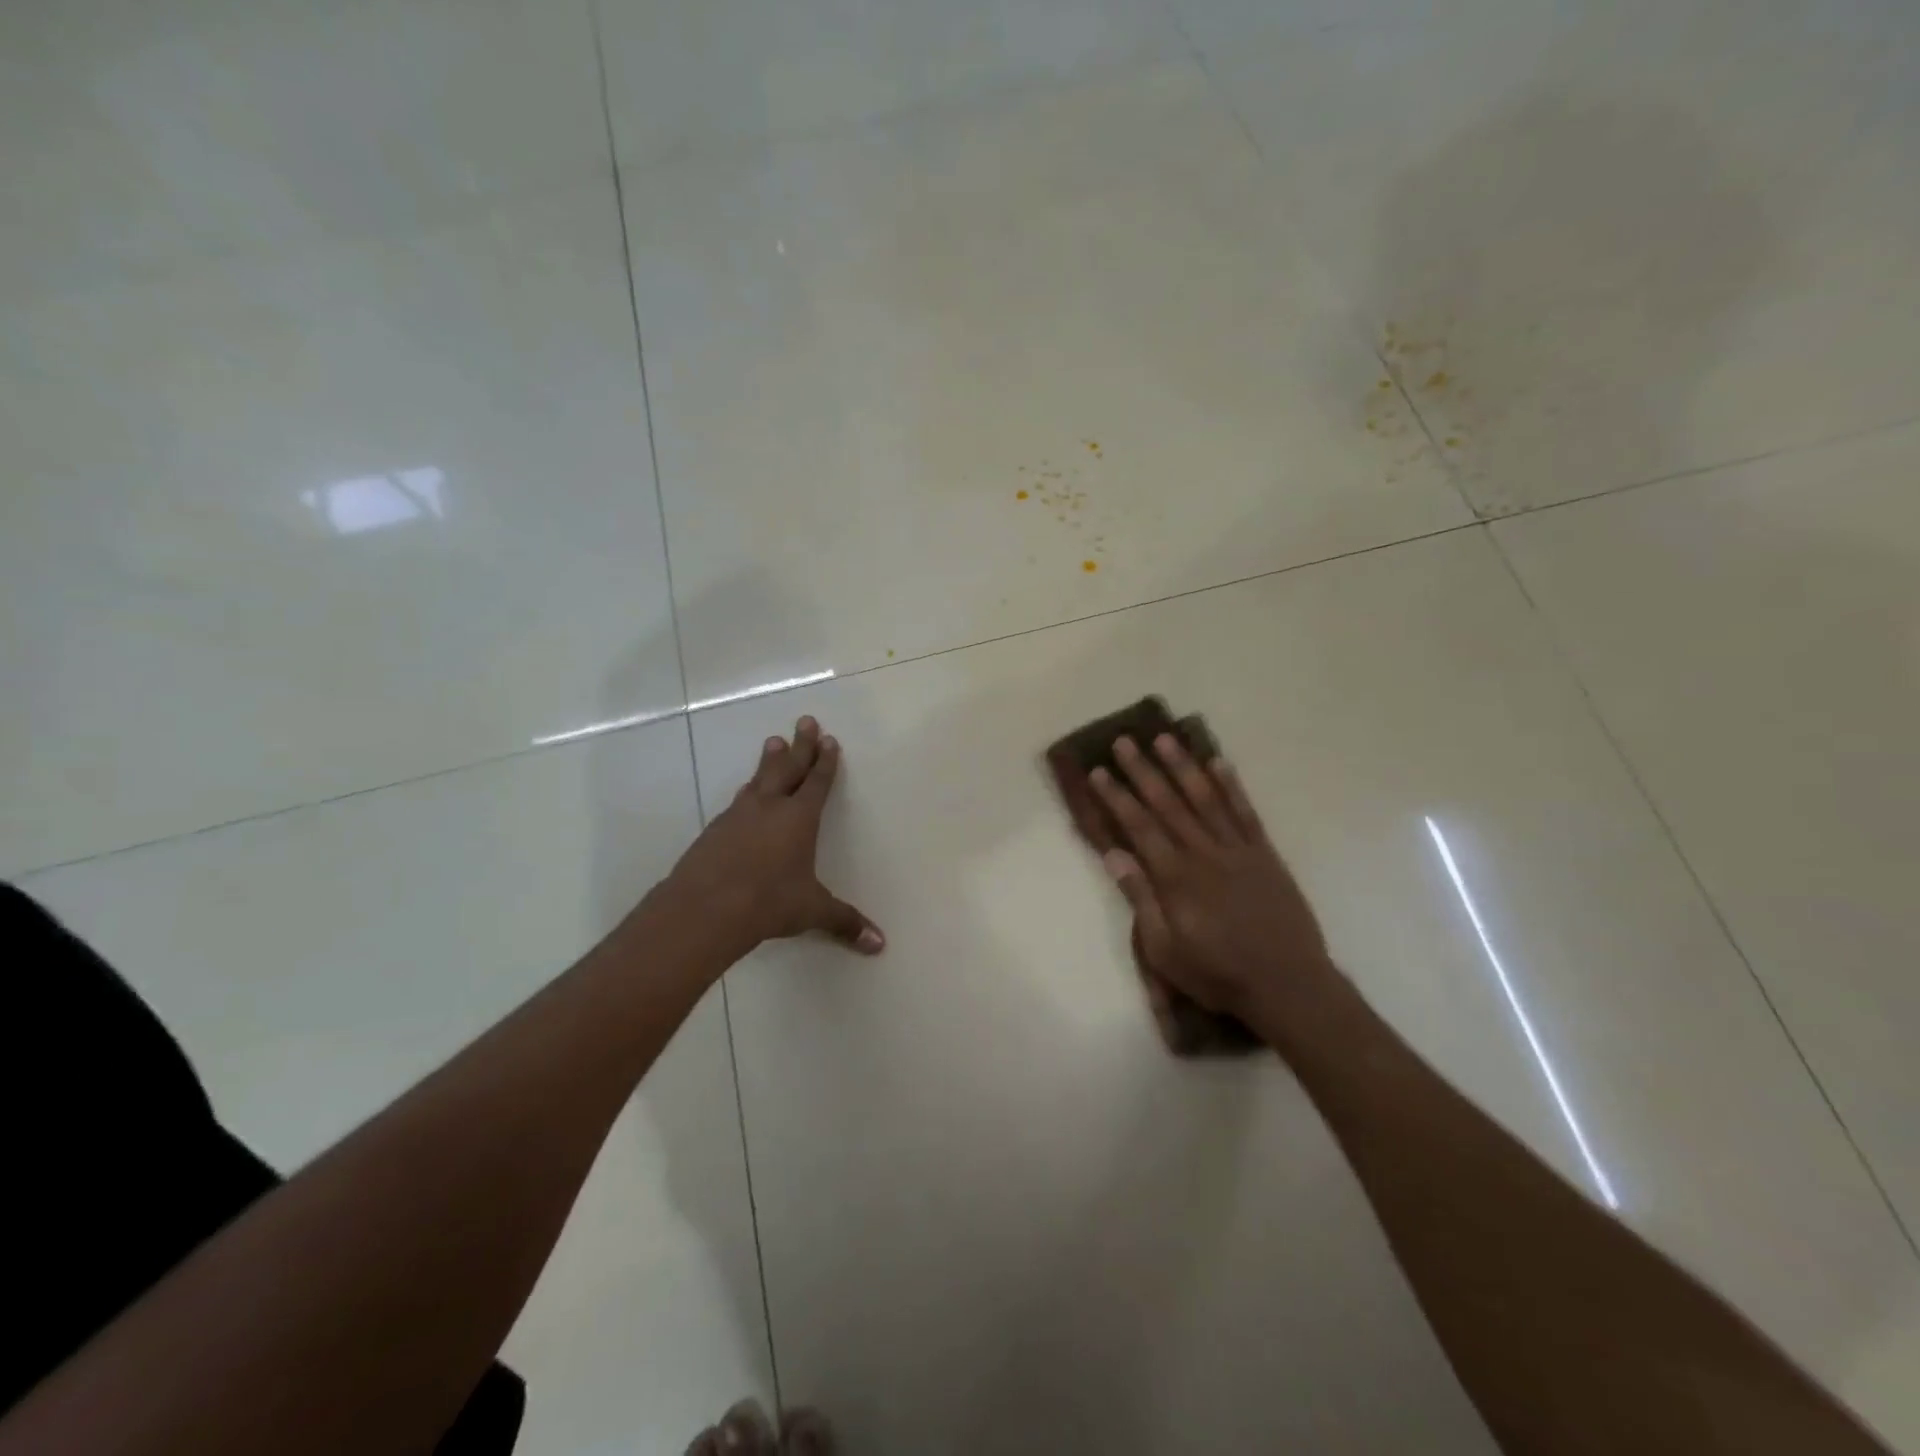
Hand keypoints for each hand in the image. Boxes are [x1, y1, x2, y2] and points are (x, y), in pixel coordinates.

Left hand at [656, 716, 883, 961]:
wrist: (704, 908)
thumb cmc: (768, 902)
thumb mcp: (812, 911)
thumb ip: (844, 922)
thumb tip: (880, 944)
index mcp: (798, 819)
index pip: (816, 783)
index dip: (825, 762)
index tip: (829, 740)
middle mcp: (769, 808)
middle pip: (788, 768)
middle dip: (800, 746)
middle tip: (805, 720)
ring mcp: (738, 816)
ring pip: (759, 779)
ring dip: (769, 760)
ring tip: (773, 741)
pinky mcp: (714, 830)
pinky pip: (737, 802)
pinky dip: (747, 792)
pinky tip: (745, 795)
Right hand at [1089, 734, 1335, 1028]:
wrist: (1288, 985)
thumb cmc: (1218, 973)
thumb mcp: (1165, 950)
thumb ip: (1140, 899)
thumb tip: (1115, 854)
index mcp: (1175, 877)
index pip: (1138, 827)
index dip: (1116, 797)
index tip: (1098, 773)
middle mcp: (1204, 853)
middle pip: (1168, 803)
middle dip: (1142, 771)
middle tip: (1123, 742)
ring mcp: (1238, 850)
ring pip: (1205, 799)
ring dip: (1183, 767)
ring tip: (1164, 738)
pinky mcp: (1265, 854)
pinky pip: (1246, 813)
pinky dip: (1232, 786)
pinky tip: (1219, 763)